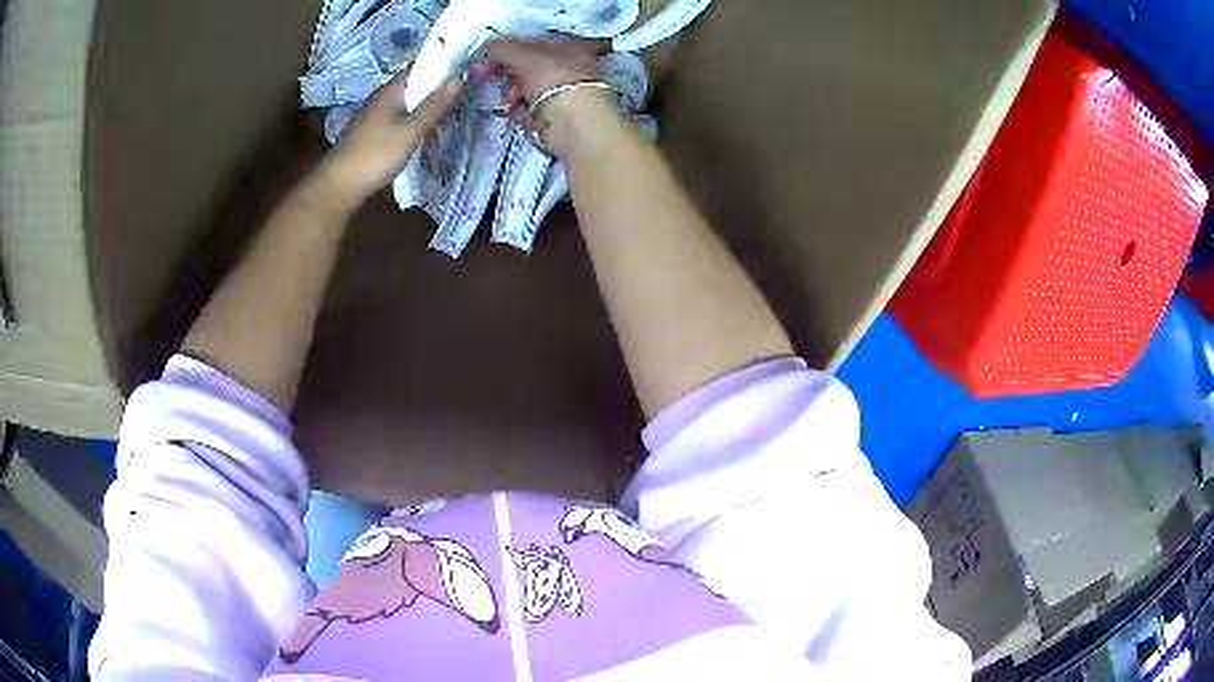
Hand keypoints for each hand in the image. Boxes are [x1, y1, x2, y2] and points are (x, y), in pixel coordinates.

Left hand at [314, 69, 463, 207]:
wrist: (339, 186)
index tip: (463, 70)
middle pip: (411, 86)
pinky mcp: (369, 134)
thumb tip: (459, 78)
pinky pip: (396, 119)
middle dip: (434, 87)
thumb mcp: (411, 130)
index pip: (418, 67)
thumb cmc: (376, 154)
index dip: (439, 65)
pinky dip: (411, 120)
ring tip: (447, 111)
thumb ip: (434, 105)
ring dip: (423, 105)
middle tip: (462, 93)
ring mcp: (372, 117)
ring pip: (404, 104)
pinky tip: (422, 131)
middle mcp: (380, 99)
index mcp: (390, 91)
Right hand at [488, 38, 600, 102]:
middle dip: (511, 73)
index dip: (512, 47)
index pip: (535, 40)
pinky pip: (532, 104)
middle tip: (498, 78)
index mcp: (571, 45)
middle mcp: (572, 65)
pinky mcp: (558, 112)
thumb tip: (486, 51)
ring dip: (514, 92)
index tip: (493, 58)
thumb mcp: (522, 55)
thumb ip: (500, 49)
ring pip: (529, 86)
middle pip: (530, 65)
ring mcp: (565, 89)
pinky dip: (522, 107)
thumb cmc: (552, 77)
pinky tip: (517, 110)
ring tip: (512, 99)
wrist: (571, 120)